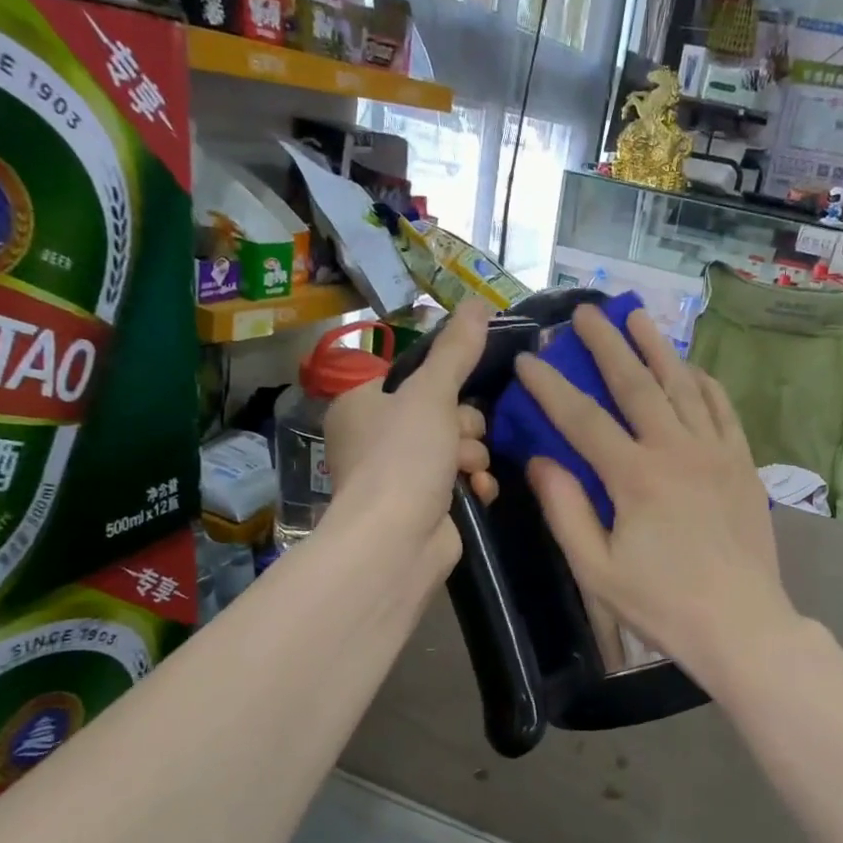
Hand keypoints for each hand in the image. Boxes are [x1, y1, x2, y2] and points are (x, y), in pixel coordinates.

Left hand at [324, 302, 496, 580]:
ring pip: (457, 448)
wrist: (396, 541)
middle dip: (463, 428)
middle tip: (458, 440)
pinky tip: (478, 493)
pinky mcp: (424, 508)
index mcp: (363, 405)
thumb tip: (479, 302)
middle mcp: (376, 439)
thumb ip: (457, 350)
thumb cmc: (403, 458)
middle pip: (443, 413)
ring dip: (472, 457)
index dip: (446, 387)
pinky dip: (474, 485)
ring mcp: (400, 477)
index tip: (460, 394)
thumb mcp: (431, 393)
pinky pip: (462, 482)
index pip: (417, 380)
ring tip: (467, 472)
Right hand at [512, 304, 801, 684]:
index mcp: (635, 477)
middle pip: (637, 384)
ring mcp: (716, 453)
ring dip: (657, 348)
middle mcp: (677, 450)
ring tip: (637, 316)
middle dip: (606, 344)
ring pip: (683, 386)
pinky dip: (704, 383)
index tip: (528, 359)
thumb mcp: (597, 570)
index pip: (583, 419)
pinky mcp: (743, 464)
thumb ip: (566, 511)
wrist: (742, 625)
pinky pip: (722, 409)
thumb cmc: (662, 604)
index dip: (551, 387)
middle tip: (585, 312)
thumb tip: (540, 461)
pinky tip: (691, 368)